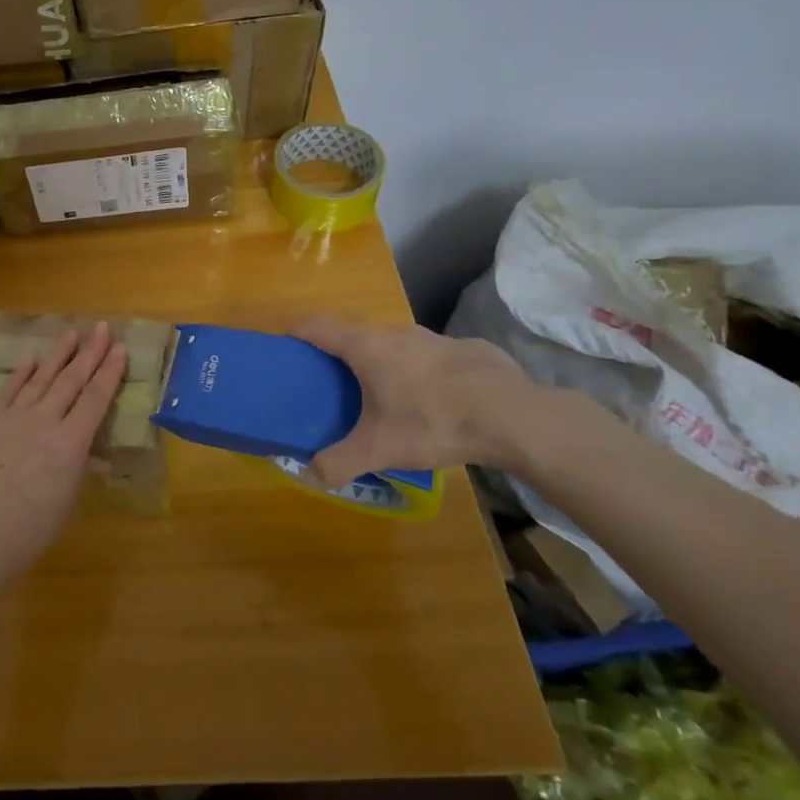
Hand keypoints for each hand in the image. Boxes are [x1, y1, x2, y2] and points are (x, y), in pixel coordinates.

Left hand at [0, 322, 128, 583]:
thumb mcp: (66, 501)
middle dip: (90, 352)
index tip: (120, 348)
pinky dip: (21, 373)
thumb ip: (77, 468)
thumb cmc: (30, 531)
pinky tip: (31, 359)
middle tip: (102, 328)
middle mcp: (45, 421)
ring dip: (58, 355)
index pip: (96, 398)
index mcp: (71, 443)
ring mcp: (13, 417)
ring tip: (71, 334)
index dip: (110, 372)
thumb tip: (86, 451)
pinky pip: (8, 390)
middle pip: (72, 380)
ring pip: (41, 378)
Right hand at [291, 317, 530, 485]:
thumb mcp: (380, 450)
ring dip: (386, 363)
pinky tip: (439, 401)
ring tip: (390, 397)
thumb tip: (311, 474)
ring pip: (397, 344)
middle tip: (338, 385)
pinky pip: (432, 356)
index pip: (317, 325)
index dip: (297, 331)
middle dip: (343, 354)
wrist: (512, 415)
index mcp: (366, 347)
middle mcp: (395, 333)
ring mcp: (433, 337)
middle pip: (356, 334)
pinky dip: (424, 372)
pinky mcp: (467, 348)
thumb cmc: (432, 421)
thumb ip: (340, 462)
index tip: (287, 344)